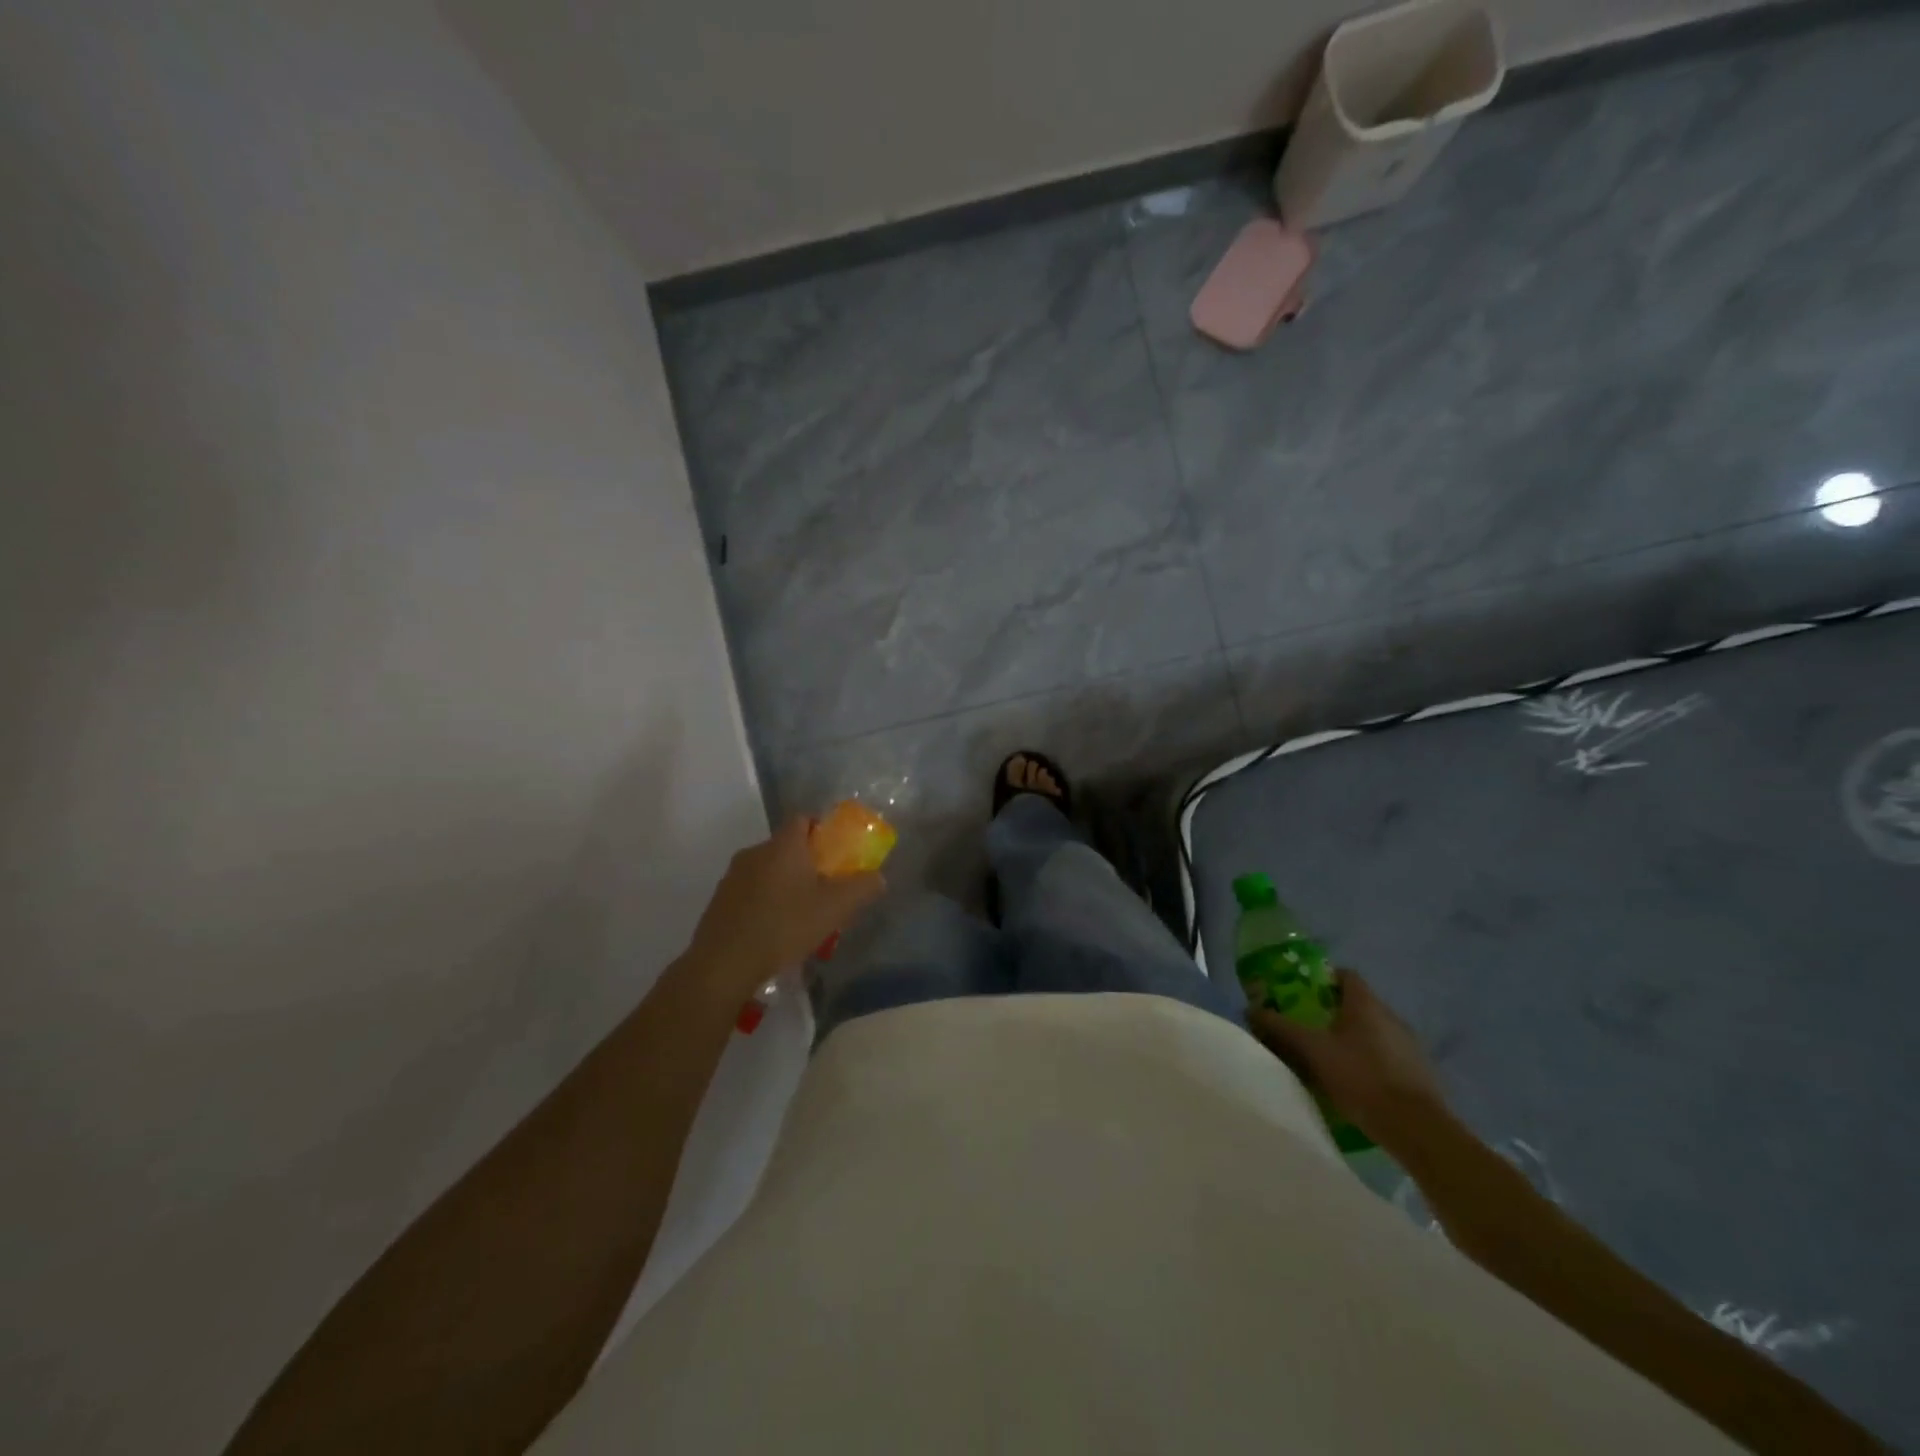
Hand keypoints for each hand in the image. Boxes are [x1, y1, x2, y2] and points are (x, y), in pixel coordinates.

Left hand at [685, 818, 884, 998]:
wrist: (724, 963)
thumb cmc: (784, 926)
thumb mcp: (834, 908)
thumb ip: (862, 888)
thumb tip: (879, 878)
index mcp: (783, 845)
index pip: (804, 819)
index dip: (822, 831)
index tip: (837, 854)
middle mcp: (755, 852)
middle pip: (787, 847)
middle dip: (807, 863)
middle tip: (826, 889)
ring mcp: (733, 876)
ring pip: (768, 871)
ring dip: (785, 885)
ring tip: (801, 916)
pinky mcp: (719, 901)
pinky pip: (751, 892)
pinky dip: (765, 903)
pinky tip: (775, 931)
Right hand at [1250, 969, 1446, 1145]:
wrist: (1416, 1128)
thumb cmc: (1361, 1077)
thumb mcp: (1312, 1051)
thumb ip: (1281, 1028)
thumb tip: (1251, 1009)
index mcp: (1366, 1004)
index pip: (1345, 975)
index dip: (1322, 980)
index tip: (1302, 995)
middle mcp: (1391, 1016)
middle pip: (1357, 1004)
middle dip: (1332, 1013)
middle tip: (1308, 1028)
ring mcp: (1410, 1045)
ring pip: (1373, 1031)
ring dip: (1352, 1039)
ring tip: (1328, 1059)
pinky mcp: (1420, 1073)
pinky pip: (1387, 1055)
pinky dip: (1370, 1061)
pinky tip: (1355, 1083)